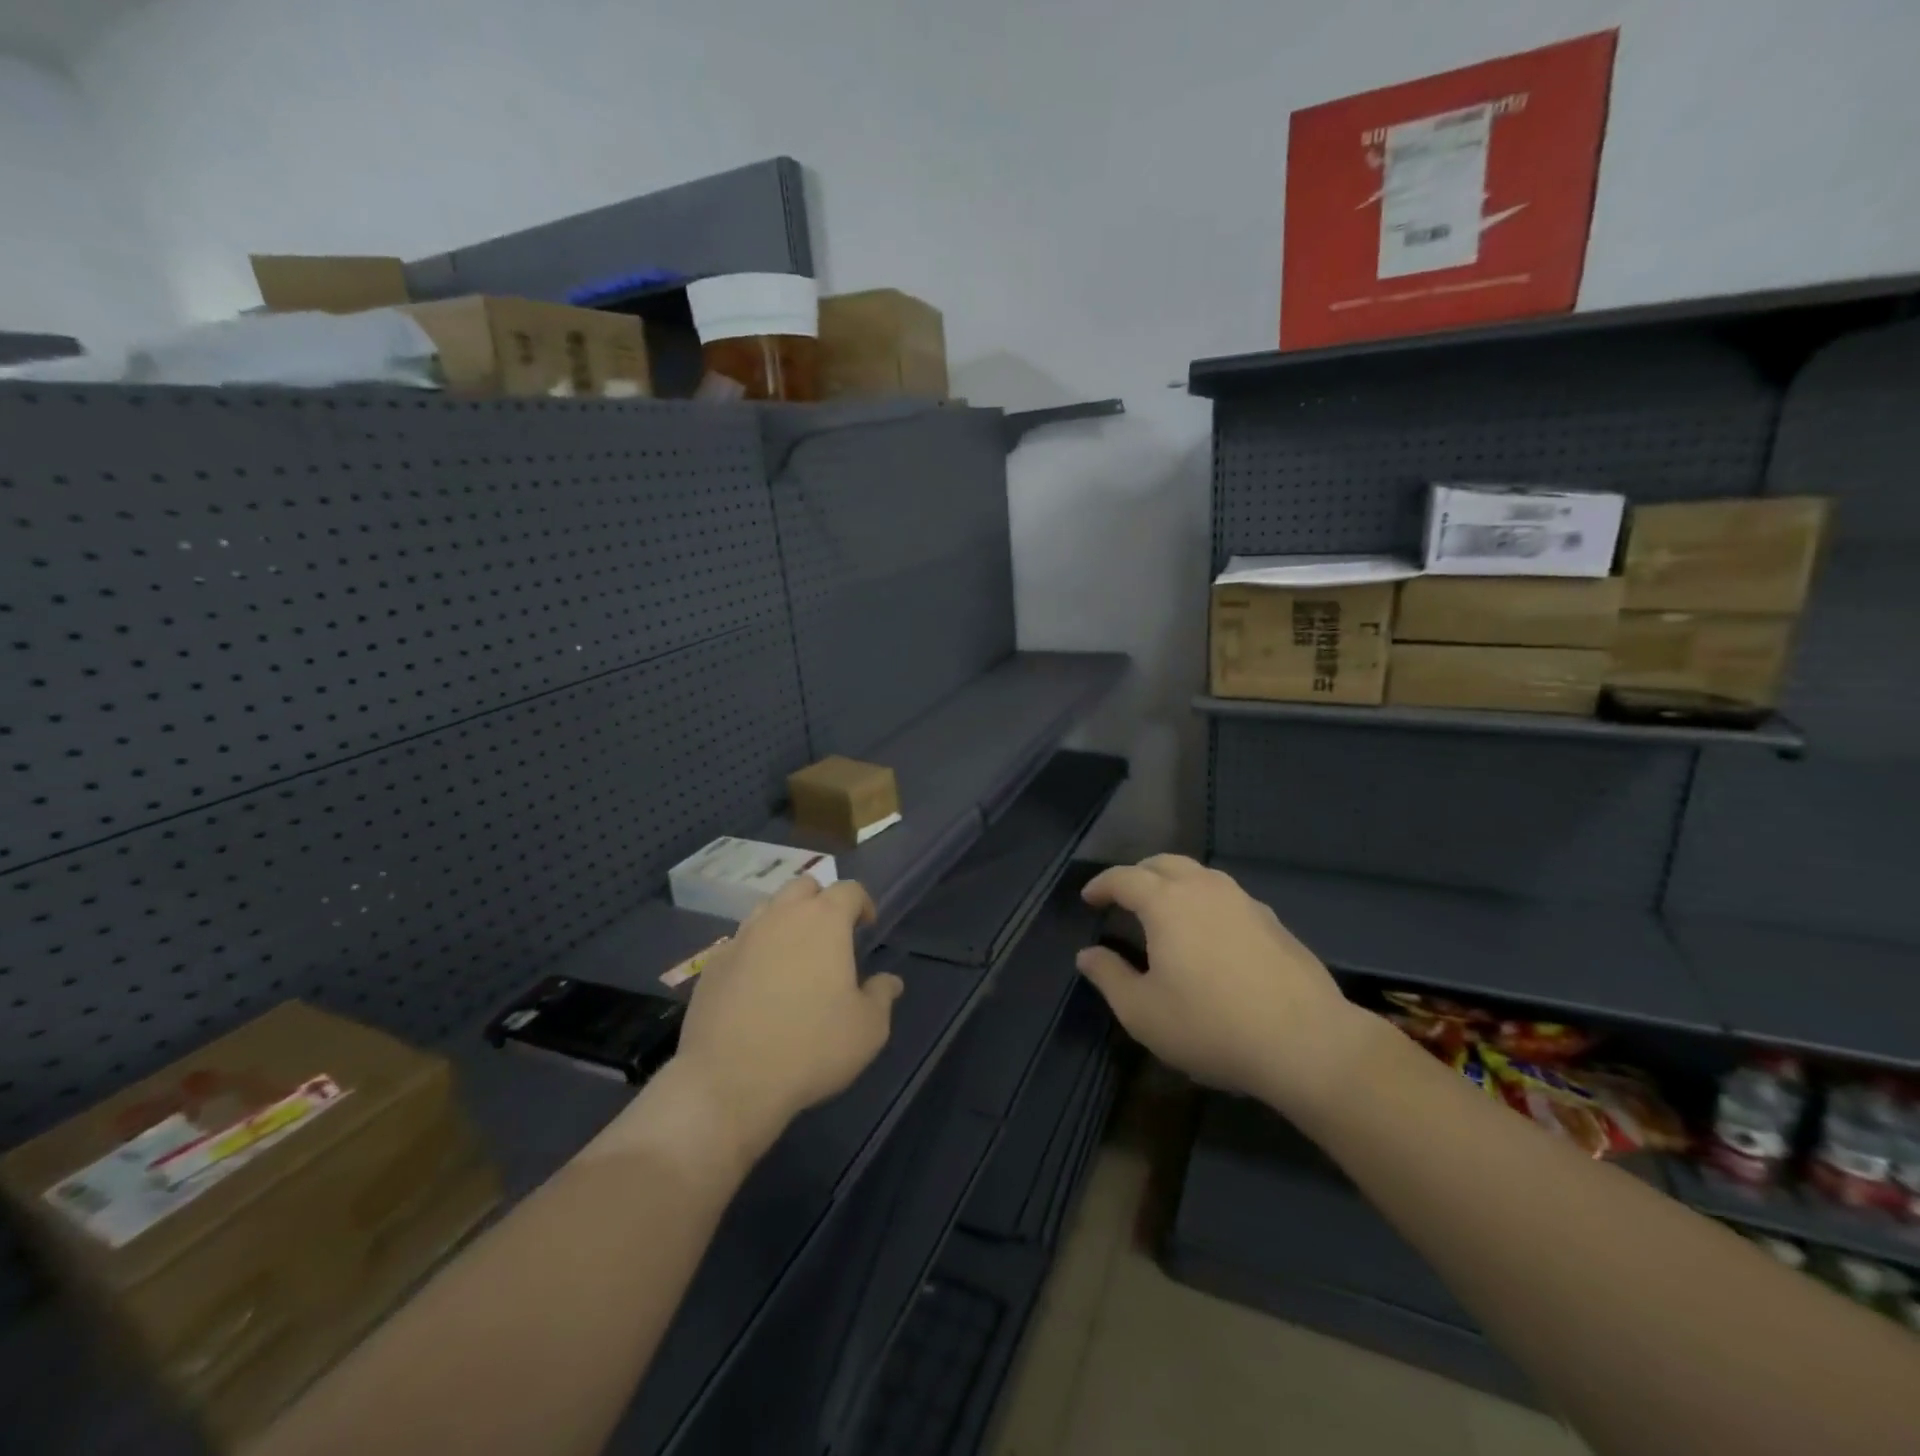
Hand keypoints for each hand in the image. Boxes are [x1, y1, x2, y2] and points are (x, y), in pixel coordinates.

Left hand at [669, 878, 902, 1164]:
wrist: (729, 1080)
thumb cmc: (811, 1047)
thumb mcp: (867, 1029)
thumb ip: (881, 996)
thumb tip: (890, 981)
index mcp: (824, 921)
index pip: (848, 889)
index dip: (862, 903)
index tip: (867, 926)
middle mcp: (781, 917)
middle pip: (803, 887)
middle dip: (820, 901)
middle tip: (830, 935)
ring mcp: (742, 937)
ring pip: (768, 910)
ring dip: (785, 921)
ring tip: (793, 956)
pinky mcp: (713, 964)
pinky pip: (740, 943)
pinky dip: (755, 951)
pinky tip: (757, 984)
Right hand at [1076, 856, 1366, 1114]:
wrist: (1306, 1042)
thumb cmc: (1211, 1026)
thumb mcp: (1143, 1012)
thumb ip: (1109, 977)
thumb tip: (1087, 955)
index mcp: (1166, 903)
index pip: (1125, 878)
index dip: (1102, 884)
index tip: (1089, 898)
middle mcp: (1204, 889)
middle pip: (1163, 863)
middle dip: (1138, 874)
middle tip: (1124, 897)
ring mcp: (1244, 901)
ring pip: (1200, 875)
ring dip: (1174, 882)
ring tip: (1165, 909)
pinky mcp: (1273, 921)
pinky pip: (1227, 896)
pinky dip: (1205, 901)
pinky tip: (1209, 932)